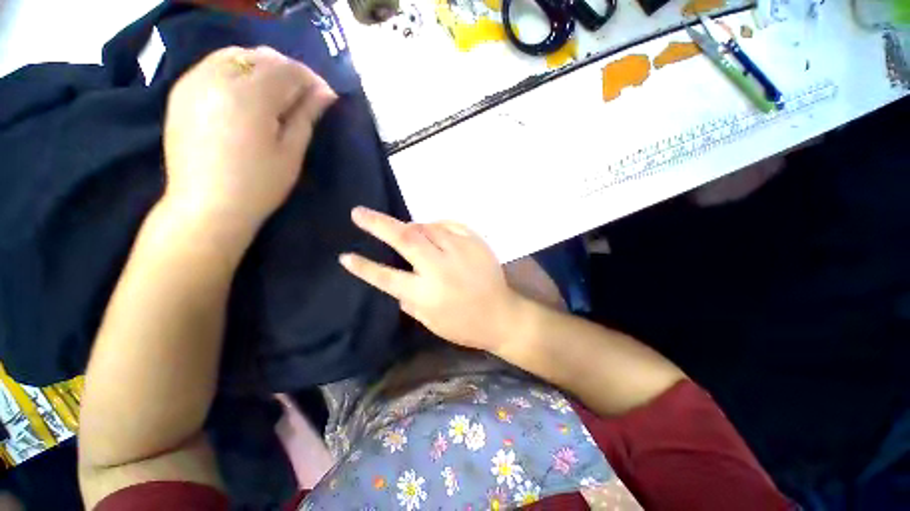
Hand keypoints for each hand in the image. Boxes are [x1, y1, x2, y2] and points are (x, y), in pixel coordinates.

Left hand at [163, 46, 336, 235]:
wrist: (206, 206)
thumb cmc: (258, 185)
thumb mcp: (291, 152)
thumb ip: (306, 116)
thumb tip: (325, 93)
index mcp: (249, 96)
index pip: (287, 69)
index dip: (311, 79)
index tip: (326, 96)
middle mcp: (217, 77)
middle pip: (261, 56)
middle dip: (288, 71)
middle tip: (303, 96)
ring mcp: (194, 81)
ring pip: (236, 55)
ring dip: (263, 68)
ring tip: (277, 94)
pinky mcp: (182, 90)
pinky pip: (215, 65)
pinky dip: (238, 71)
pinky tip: (248, 94)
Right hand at [339, 207, 521, 352]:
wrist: (502, 315)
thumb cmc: (464, 325)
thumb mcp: (430, 321)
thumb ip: (409, 298)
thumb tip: (397, 276)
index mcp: (426, 294)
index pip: (386, 277)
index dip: (364, 267)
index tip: (345, 256)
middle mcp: (440, 268)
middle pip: (405, 239)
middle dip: (378, 224)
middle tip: (359, 212)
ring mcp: (459, 251)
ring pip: (427, 227)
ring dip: (412, 227)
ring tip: (408, 233)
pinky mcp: (475, 242)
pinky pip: (449, 224)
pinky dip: (437, 226)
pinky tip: (435, 232)